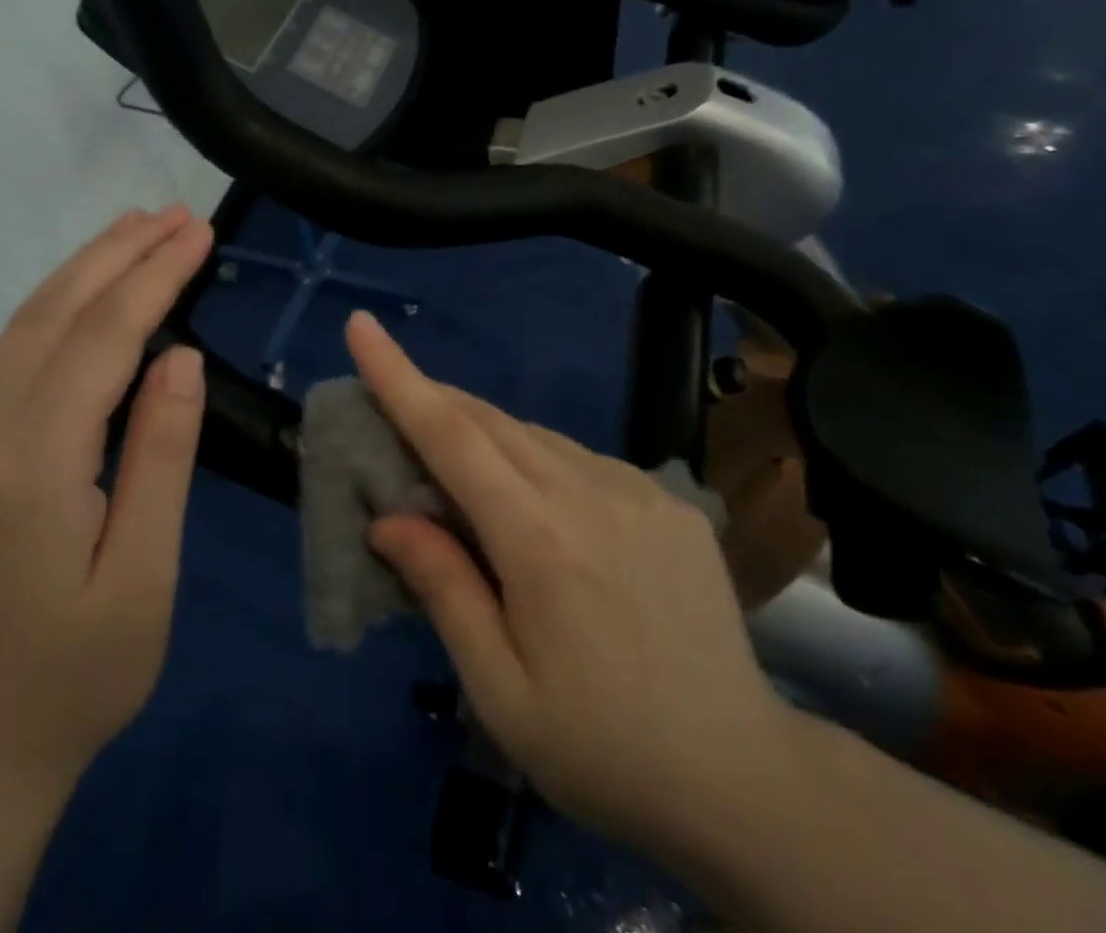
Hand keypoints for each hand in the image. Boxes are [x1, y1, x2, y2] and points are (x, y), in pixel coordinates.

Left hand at [0, 205, 214, 795]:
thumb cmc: (80, 675)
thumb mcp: (143, 576)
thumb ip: (160, 459)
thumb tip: (180, 358)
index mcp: (35, 468)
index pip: (100, 342)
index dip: (152, 277)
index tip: (198, 232)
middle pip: (51, 316)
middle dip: (115, 254)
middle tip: (174, 214)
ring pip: (26, 329)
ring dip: (84, 270)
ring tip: (136, 230)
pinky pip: (19, 358)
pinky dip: (61, 306)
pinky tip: (93, 295)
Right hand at [347, 311, 801, 859]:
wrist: (743, 779)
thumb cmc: (602, 750)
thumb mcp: (500, 690)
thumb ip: (444, 589)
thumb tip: (387, 517)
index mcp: (540, 540)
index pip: (452, 436)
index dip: (399, 376)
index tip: (361, 325)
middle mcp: (590, 492)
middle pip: (490, 421)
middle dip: (434, 400)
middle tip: (391, 406)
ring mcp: (639, 489)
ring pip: (537, 435)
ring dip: (485, 435)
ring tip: (459, 472)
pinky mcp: (670, 500)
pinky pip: (582, 459)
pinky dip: (539, 460)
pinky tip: (538, 505)